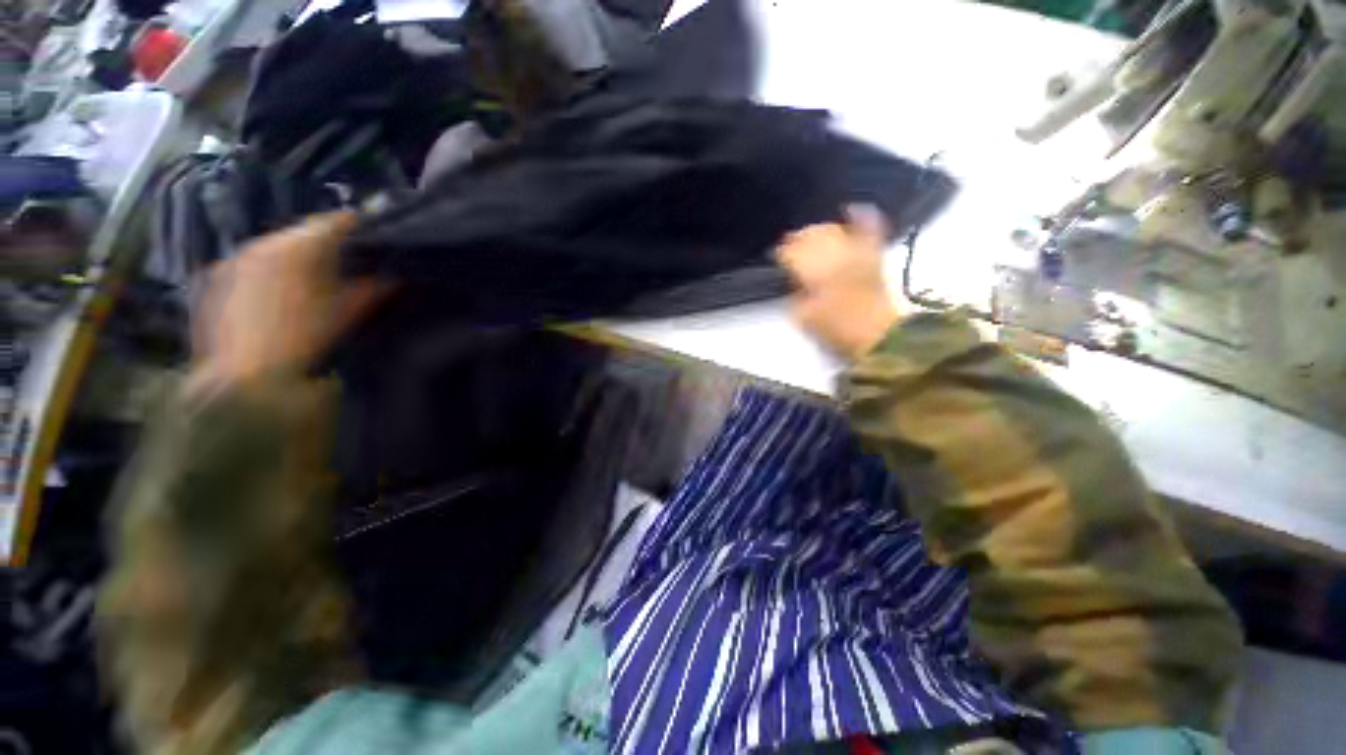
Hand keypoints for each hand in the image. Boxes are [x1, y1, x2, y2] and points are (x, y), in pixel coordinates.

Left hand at [189, 212, 388, 391]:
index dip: (353, 226)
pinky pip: (246, 264)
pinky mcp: (212, 277)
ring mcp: (232, 259)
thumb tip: (395, 279)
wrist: (244, 376)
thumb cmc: (305, 341)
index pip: (332, 222)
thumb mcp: (347, 315)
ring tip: (304, 279)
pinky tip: (271, 296)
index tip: (367, 231)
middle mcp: (262, 244)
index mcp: (299, 249)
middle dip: (320, 243)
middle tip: (338, 261)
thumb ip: (373, 291)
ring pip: (271, 247)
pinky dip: (263, 271)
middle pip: (299, 233)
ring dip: (291, 256)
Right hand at [775, 206, 908, 359]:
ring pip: (835, 230)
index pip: (794, 253)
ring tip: (811, 233)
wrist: (878, 334)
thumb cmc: (837, 329)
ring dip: (820, 230)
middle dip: (799, 237)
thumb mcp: (805, 318)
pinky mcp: (874, 256)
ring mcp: (857, 253)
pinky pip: (869, 229)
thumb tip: (794, 282)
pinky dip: (862, 218)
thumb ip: (795, 297)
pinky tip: (852, 208)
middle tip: (790, 242)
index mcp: (816, 273)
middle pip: (813, 237)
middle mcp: (835, 256)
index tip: (777, 254)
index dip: (784, 252)